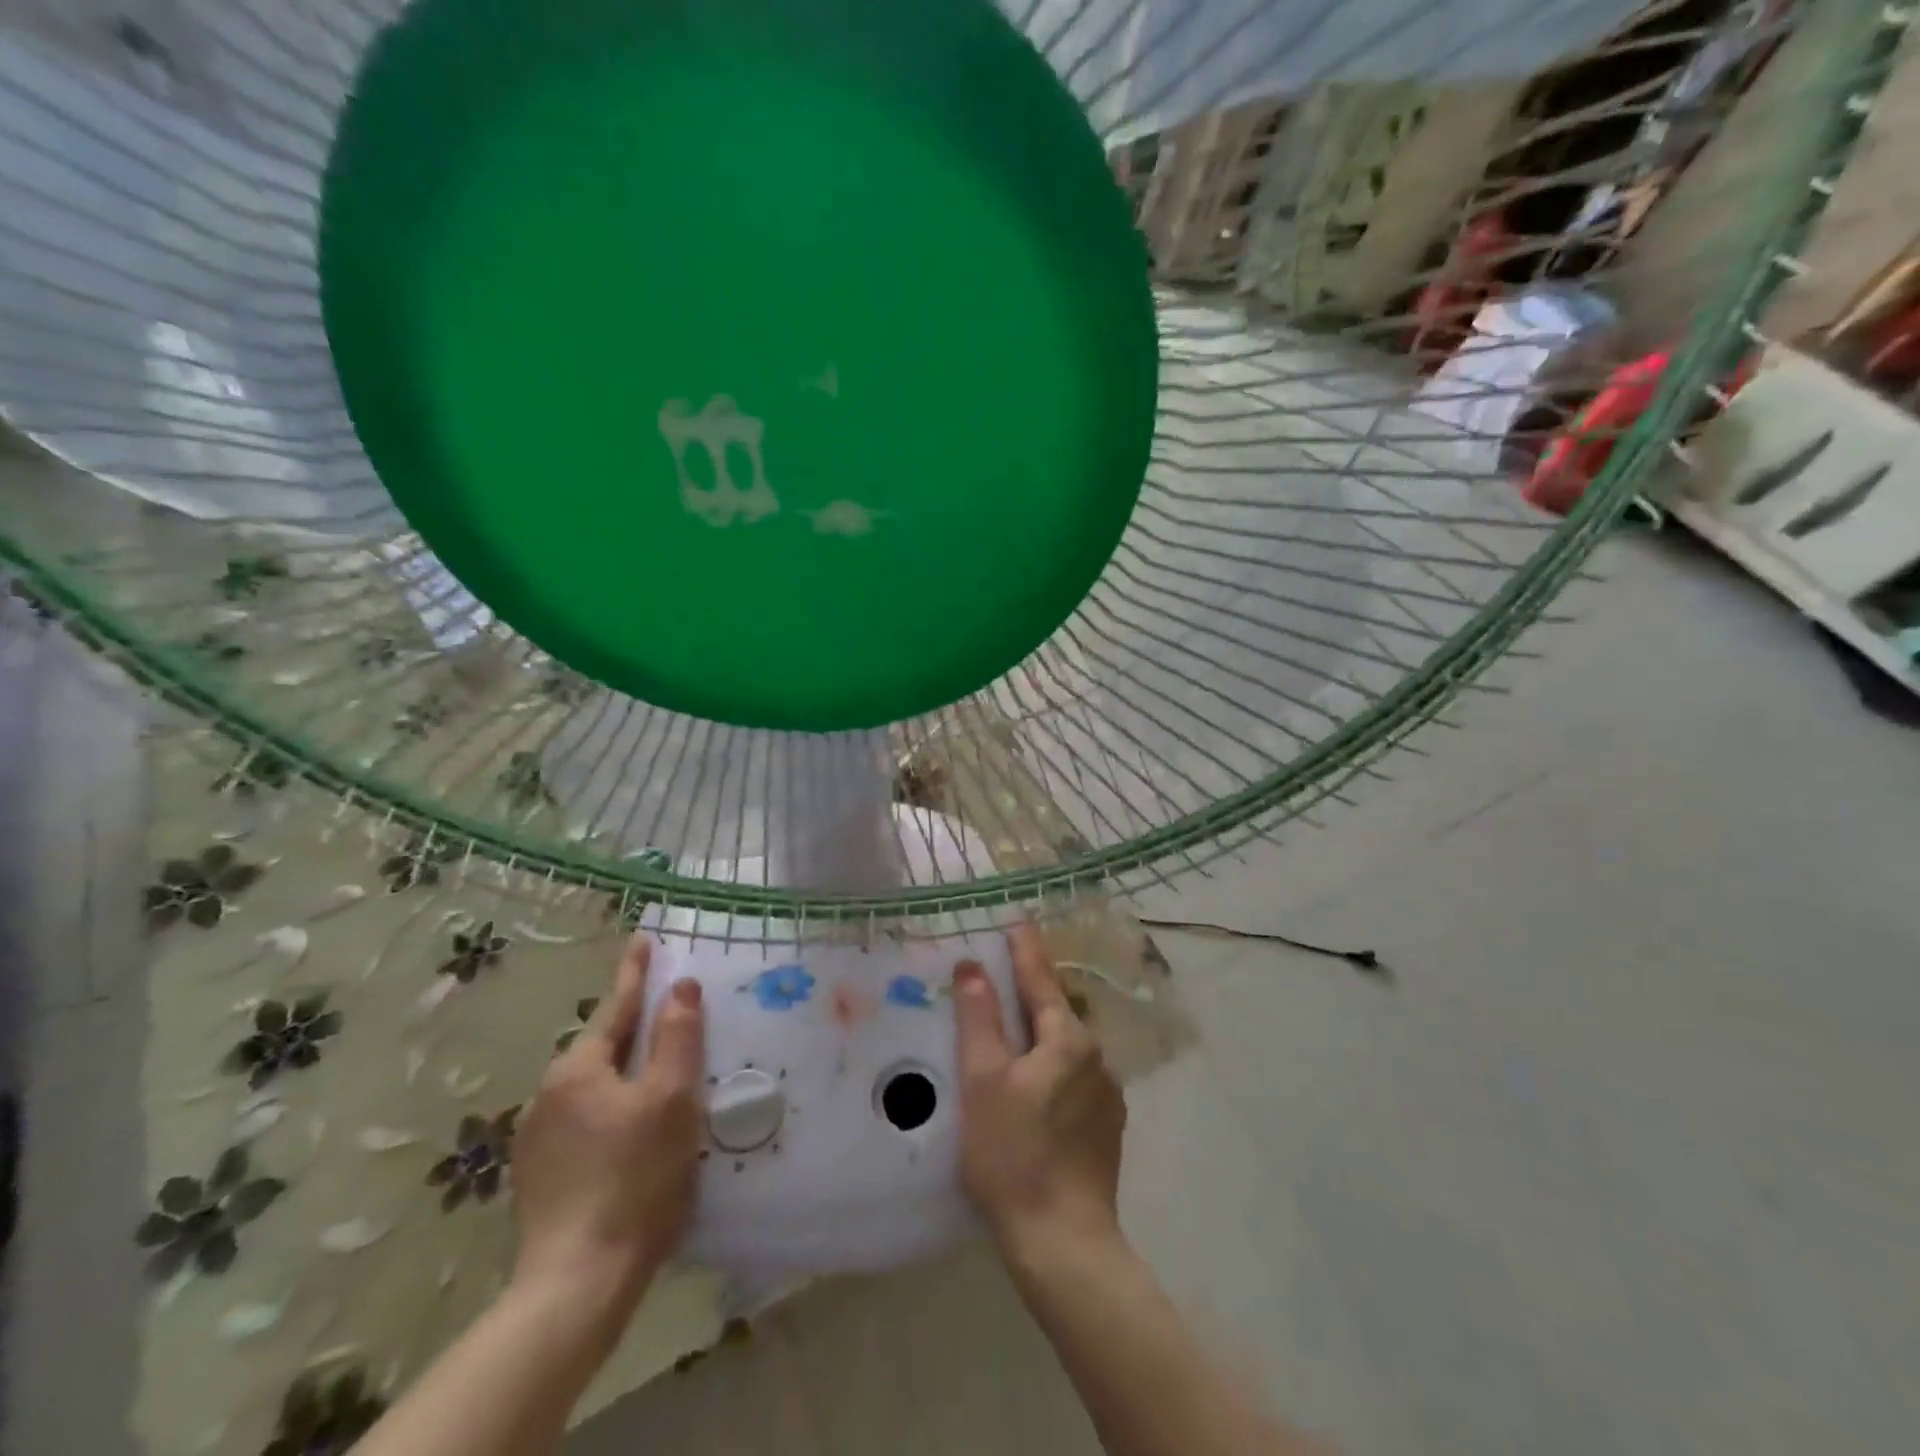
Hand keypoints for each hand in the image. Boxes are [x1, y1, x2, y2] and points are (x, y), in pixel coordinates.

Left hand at [509, 935, 705, 1336]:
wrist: (578, 1284)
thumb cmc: (635, 1179)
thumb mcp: (671, 1100)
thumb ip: (677, 1037)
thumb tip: (680, 985)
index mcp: (578, 1070)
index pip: (616, 1006)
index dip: (635, 972)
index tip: (642, 938)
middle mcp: (549, 1095)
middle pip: (602, 1047)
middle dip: (633, 1027)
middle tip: (665, 1014)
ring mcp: (538, 1139)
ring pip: (593, 1086)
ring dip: (624, 1072)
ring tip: (657, 1075)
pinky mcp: (540, 1176)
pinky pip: (584, 1121)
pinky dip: (611, 1110)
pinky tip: (631, 1133)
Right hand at [952, 925, 1126, 1257]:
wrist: (1064, 1243)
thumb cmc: (1014, 1154)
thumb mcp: (983, 1080)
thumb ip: (979, 1018)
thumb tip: (972, 966)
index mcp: (1068, 1039)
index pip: (1041, 979)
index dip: (1025, 949)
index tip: (1017, 921)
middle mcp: (1096, 1057)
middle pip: (1056, 1011)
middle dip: (1030, 992)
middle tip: (1002, 978)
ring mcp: (1107, 1094)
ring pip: (1066, 1047)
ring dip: (1040, 1033)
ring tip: (1011, 1033)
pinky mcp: (1107, 1126)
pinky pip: (1075, 1077)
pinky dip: (1052, 1067)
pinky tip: (1034, 1087)